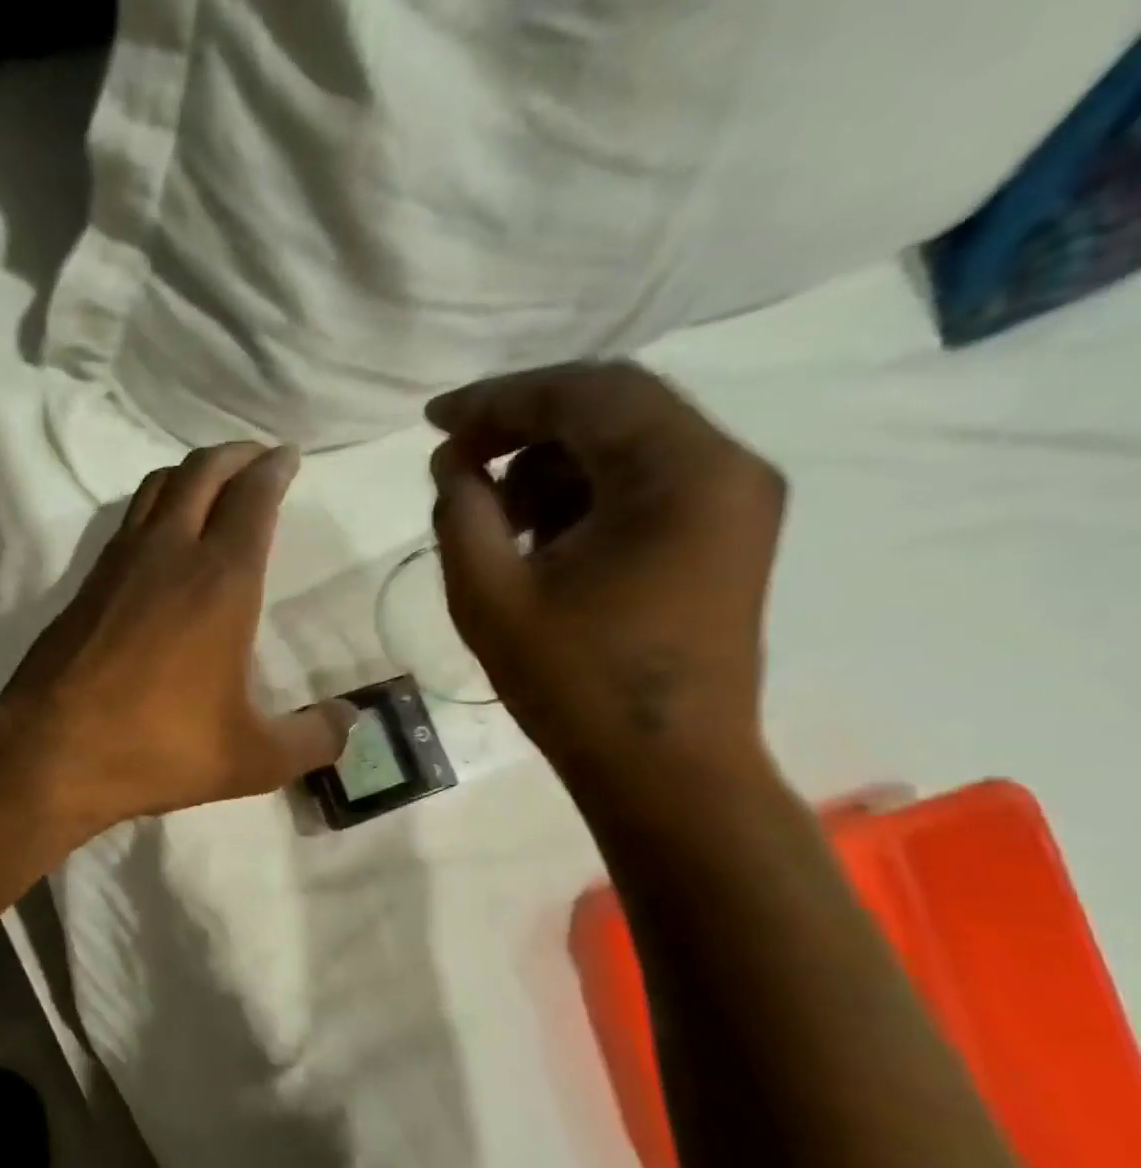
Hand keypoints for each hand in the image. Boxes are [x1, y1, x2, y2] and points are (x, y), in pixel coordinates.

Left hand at [0, 442, 355, 829]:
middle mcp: (171, 553)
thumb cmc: (159, 747)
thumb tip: (352, 720)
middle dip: (236, 455)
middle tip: (258, 458)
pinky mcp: (87, 582)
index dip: (274, 470)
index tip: (287, 456)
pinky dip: (156, 503)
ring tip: (214, 482)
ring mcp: (120, 563)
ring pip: (159, 486)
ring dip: (193, 471)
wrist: (51, 751)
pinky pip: (129, 518)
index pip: (253, 499)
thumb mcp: (252, 759)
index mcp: (222, 582)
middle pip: (203, 472)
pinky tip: (162, 531)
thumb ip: (312, 739)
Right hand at [426, 362, 785, 786]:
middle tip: (458, 457)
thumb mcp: (490, 596)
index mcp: (679, 473)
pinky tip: (539, 536)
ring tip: (494, 512)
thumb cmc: (575, 688)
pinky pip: (646, 481)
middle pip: (612, 405)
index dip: (497, 399)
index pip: (582, 394)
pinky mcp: (725, 536)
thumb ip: (460, 512)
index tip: (434, 420)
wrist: (666, 773)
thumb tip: (454, 463)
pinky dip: (585, 491)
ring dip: (552, 461)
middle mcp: (726, 466)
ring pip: (628, 441)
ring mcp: (734, 501)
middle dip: (523, 425)